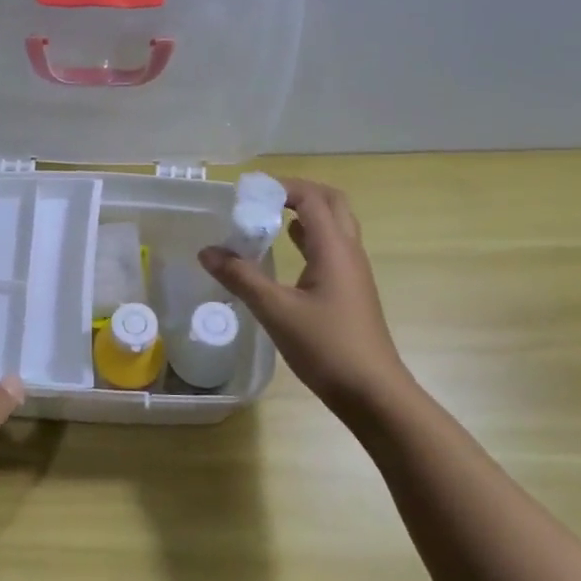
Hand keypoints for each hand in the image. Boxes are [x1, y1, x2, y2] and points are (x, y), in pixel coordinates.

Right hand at [199, 178, 412, 418]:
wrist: (372, 392)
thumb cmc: (326, 347)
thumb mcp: (276, 310)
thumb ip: (241, 277)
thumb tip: (207, 251)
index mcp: (334, 249)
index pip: (312, 198)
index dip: (282, 187)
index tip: (249, 191)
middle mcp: (348, 253)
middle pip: (331, 204)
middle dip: (299, 193)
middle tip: (263, 198)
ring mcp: (353, 274)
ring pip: (334, 228)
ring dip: (305, 215)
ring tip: (268, 219)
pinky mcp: (350, 292)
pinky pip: (330, 251)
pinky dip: (308, 241)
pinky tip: (285, 255)